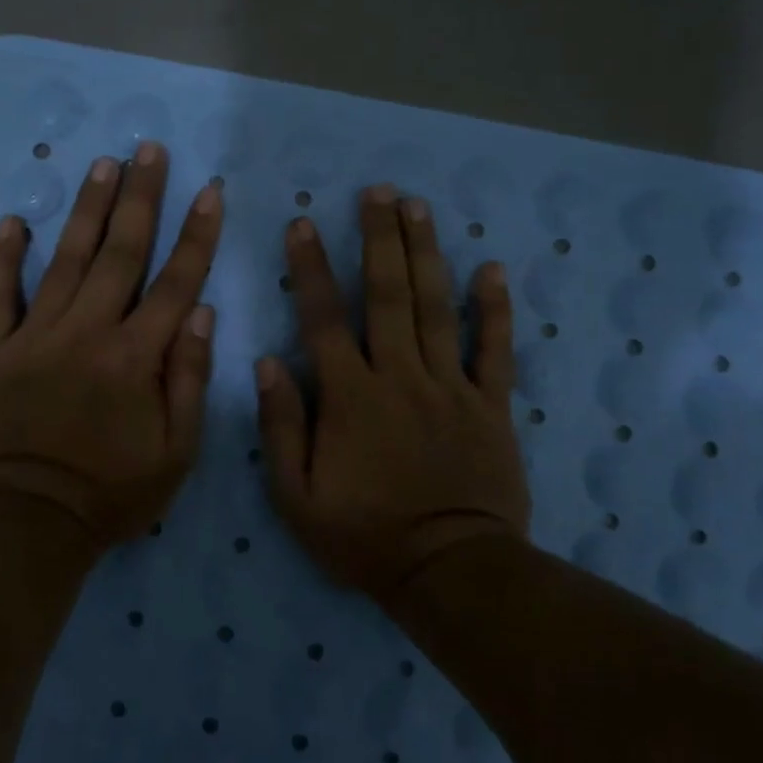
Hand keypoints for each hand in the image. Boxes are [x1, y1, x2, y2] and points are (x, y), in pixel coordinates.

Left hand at [0, 142, 222, 551]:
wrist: (26, 522)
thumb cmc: (111, 493)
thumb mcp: (176, 452)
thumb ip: (188, 378)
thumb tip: (200, 312)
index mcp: (136, 357)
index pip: (175, 282)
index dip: (196, 235)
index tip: (209, 191)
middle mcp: (88, 332)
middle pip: (120, 253)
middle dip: (140, 198)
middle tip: (148, 151)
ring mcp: (35, 338)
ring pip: (66, 261)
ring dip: (87, 210)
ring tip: (102, 165)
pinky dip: (4, 258)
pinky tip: (15, 221)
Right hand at [255, 185, 528, 597]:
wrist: (449, 571)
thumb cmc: (365, 537)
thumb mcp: (297, 497)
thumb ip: (281, 427)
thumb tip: (267, 363)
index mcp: (351, 397)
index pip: (325, 319)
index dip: (311, 268)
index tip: (303, 224)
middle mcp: (400, 377)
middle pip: (389, 295)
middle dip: (380, 238)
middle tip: (378, 191)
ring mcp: (451, 387)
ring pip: (438, 308)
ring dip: (427, 253)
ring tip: (419, 207)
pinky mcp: (491, 405)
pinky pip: (495, 349)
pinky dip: (495, 309)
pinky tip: (493, 269)